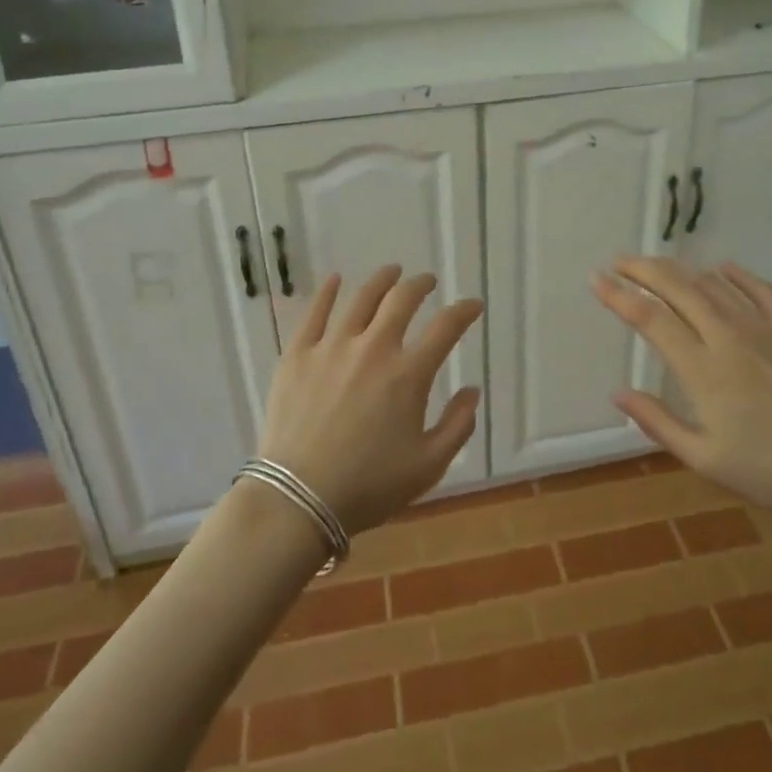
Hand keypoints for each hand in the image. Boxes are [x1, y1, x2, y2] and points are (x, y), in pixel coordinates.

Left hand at [256, 266, 482, 535]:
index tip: (472, 305)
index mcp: (409, 374)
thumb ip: (458, 425)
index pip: (446, 328)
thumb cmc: (369, 487)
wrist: (298, 499)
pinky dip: (328, 292)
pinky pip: (314, 312)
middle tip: (427, 281)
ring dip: (382, 280)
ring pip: (362, 298)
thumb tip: (472, 391)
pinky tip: (336, 280)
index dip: (464, 311)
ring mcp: (332, 346)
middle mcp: (374, 348)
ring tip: (392, 273)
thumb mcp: (428, 466)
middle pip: (402, 300)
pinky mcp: (298, 354)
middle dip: (421, 285)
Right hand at [591, 258, 771, 528]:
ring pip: (712, 283)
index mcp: (702, 369)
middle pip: (677, 288)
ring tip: (658, 267)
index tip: (596, 280)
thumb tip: (618, 393)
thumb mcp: (705, 459)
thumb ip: (658, 422)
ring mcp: (762, 326)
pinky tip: (721, 269)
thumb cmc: (771, 471)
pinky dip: (733, 274)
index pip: (650, 318)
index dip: (619, 296)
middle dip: (642, 269)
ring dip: (680, 270)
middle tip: (619, 261)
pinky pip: (757, 287)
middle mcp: (727, 336)